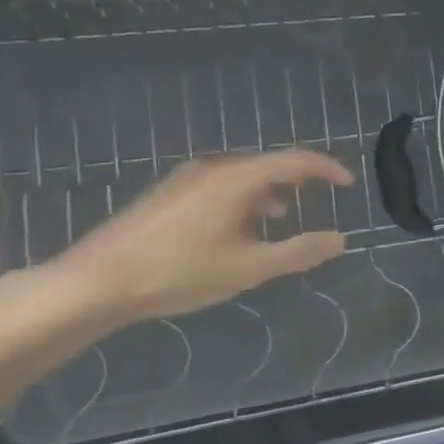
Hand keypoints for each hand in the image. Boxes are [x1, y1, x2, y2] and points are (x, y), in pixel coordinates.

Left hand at [47, 150, 354, 325]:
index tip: (348, 184)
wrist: (94, 282)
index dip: (328, 170)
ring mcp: (186, 178)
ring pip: (242, 175)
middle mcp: (214, 168)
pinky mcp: (167, 193)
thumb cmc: (179, 272)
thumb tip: (339, 239)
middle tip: (319, 199)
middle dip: (299, 180)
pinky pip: (220, 184)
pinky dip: (243, 198)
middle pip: (269, 164)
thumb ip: (299, 251)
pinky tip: (236, 228)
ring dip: (269, 192)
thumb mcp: (249, 267)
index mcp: (239, 178)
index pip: (297, 160)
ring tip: (280, 218)